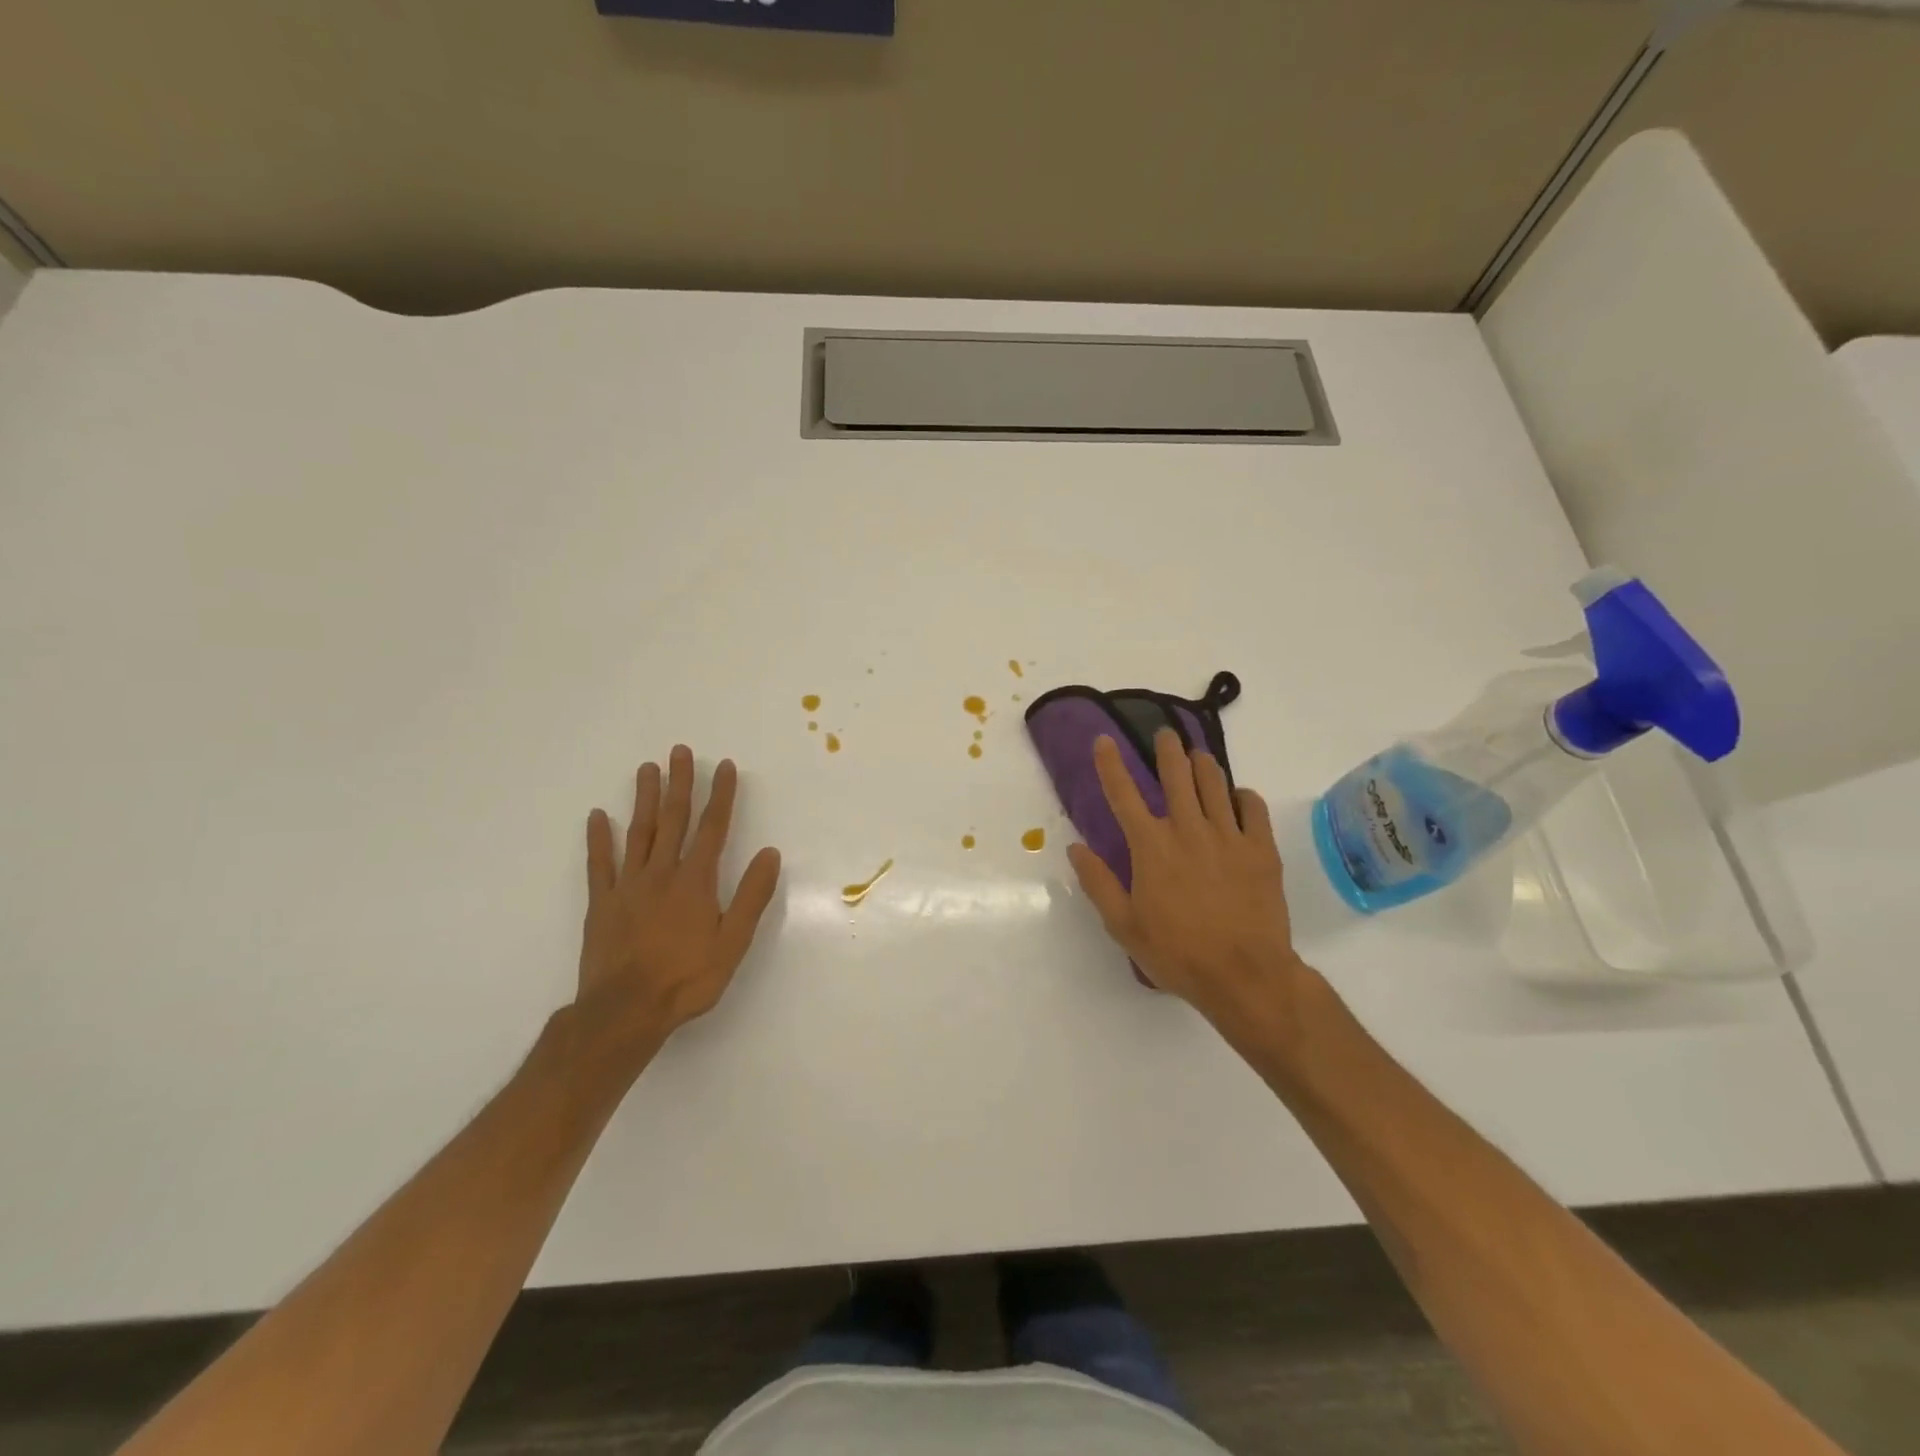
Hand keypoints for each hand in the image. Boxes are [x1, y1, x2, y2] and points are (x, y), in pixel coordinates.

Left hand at [576, 746, 781, 1060]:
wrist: (625, 1011)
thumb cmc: (687, 979)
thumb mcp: (733, 942)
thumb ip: (751, 896)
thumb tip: (770, 853)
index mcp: (696, 881)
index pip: (713, 828)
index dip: (721, 796)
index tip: (725, 767)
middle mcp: (662, 873)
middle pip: (673, 820)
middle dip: (680, 784)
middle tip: (680, 751)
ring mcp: (628, 886)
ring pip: (638, 833)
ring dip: (644, 799)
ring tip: (647, 768)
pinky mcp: (602, 903)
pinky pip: (600, 864)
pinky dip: (599, 839)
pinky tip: (598, 816)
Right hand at [1067, 730, 1303, 1027]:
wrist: (1245, 975)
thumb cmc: (1177, 953)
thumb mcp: (1123, 925)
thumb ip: (1098, 883)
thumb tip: (1076, 848)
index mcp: (1151, 846)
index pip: (1123, 794)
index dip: (1110, 764)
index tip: (1105, 740)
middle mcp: (1188, 830)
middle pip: (1177, 776)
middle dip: (1167, 750)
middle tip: (1165, 735)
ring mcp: (1229, 836)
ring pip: (1215, 784)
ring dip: (1204, 764)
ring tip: (1198, 755)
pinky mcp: (1261, 849)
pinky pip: (1253, 808)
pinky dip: (1244, 796)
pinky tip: (1238, 797)